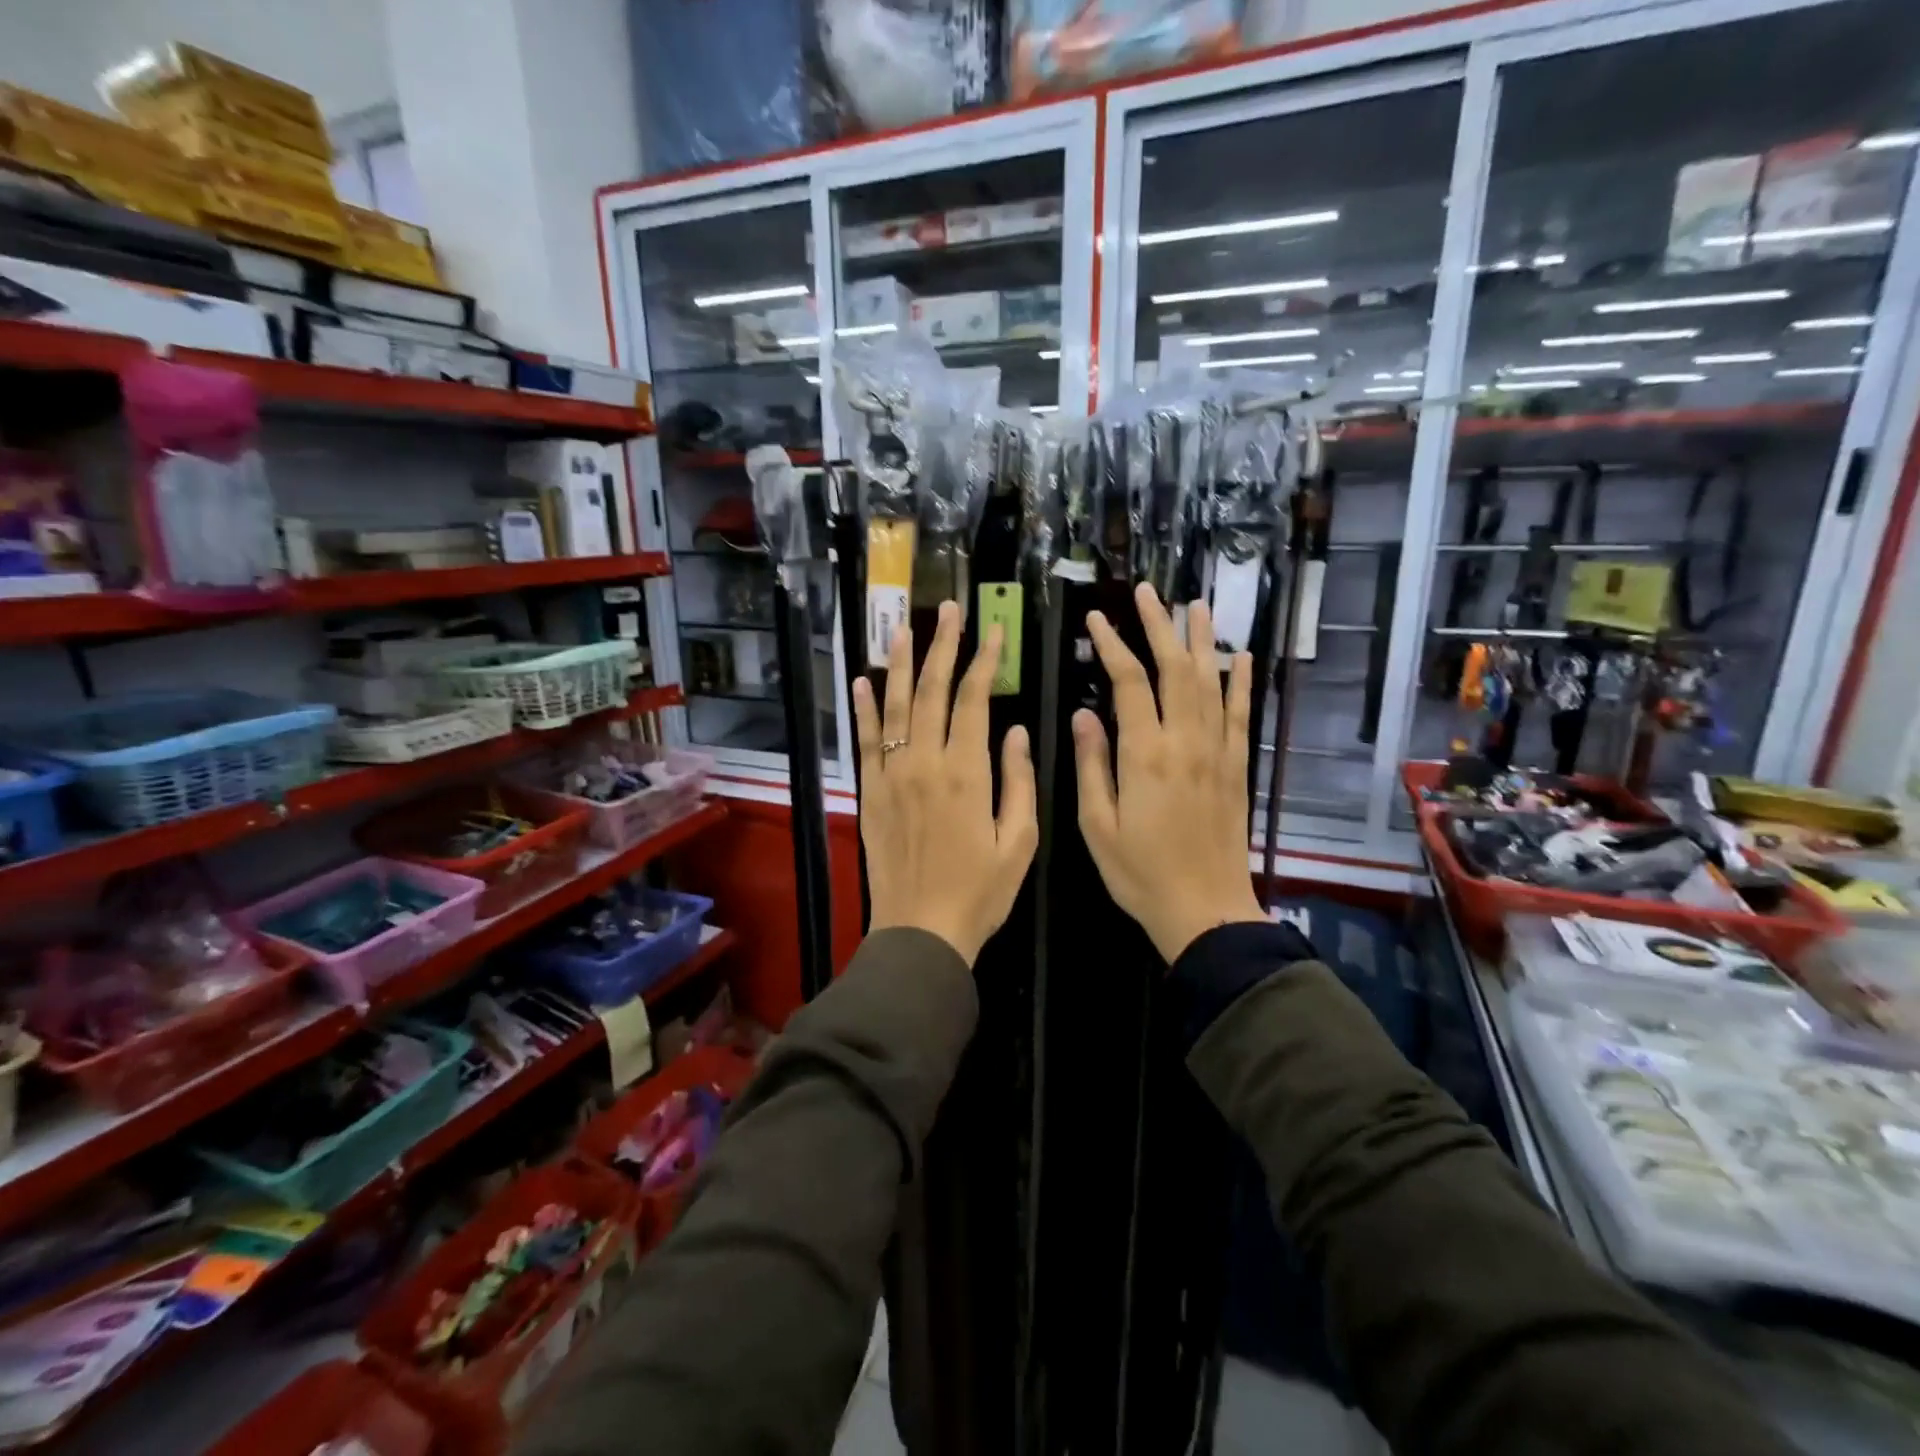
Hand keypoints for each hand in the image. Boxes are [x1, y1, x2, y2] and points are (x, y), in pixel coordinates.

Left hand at [853, 599, 1038, 966]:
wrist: (921, 932)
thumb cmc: (980, 892)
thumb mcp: (1019, 842)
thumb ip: (1019, 781)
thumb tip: (1017, 730)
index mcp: (966, 773)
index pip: (973, 700)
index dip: (983, 661)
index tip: (993, 631)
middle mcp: (924, 763)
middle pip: (930, 691)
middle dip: (941, 646)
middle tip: (948, 610)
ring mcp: (891, 776)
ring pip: (894, 707)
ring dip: (899, 663)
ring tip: (902, 627)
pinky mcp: (870, 793)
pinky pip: (864, 741)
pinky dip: (863, 708)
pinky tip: (863, 679)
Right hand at [1073, 584, 1267, 963]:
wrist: (1204, 910)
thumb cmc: (1140, 873)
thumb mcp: (1096, 825)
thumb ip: (1092, 765)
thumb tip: (1082, 715)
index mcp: (1145, 755)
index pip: (1128, 683)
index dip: (1112, 645)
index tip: (1097, 619)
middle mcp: (1186, 742)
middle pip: (1175, 668)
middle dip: (1159, 626)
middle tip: (1146, 592)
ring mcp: (1218, 752)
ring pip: (1211, 682)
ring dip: (1202, 640)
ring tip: (1195, 604)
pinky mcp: (1237, 767)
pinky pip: (1241, 715)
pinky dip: (1241, 682)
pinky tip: (1241, 656)